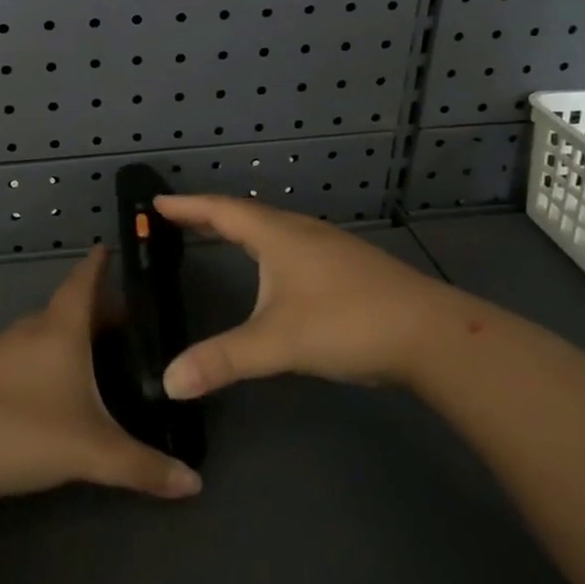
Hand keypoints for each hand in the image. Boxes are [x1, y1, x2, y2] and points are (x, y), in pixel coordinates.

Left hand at [0, 245, 203, 505]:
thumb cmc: (20, 431)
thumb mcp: (90, 452)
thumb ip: (142, 467)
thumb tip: (195, 484)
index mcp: (60, 328)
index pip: (84, 280)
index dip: (99, 263)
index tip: (112, 247)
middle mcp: (31, 328)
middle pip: (70, 307)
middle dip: (98, 310)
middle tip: (130, 323)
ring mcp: (1, 349)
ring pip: (45, 331)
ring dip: (71, 335)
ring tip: (99, 355)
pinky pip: (25, 352)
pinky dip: (47, 356)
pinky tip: (54, 386)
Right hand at [154, 195, 450, 399]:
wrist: (429, 333)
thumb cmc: (346, 322)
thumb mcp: (277, 342)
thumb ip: (222, 360)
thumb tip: (169, 382)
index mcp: (278, 235)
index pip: (221, 210)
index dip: (187, 206)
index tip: (156, 202)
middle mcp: (300, 231)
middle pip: (245, 214)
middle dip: (208, 215)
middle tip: (176, 218)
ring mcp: (328, 246)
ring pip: (272, 228)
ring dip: (239, 229)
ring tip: (216, 236)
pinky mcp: (346, 265)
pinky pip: (291, 244)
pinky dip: (265, 245)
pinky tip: (271, 268)